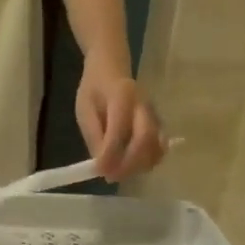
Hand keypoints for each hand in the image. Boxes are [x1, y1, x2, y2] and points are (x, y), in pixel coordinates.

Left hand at [75, 66, 165, 182]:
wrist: (112, 67)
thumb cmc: (95, 88)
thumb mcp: (85, 109)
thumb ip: (94, 136)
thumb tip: (102, 166)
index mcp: (122, 95)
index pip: (120, 129)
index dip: (110, 154)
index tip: (100, 171)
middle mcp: (144, 105)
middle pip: (145, 139)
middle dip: (129, 164)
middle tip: (112, 176)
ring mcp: (154, 115)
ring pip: (155, 146)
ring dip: (139, 166)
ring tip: (120, 172)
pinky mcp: (158, 125)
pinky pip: (158, 148)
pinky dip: (147, 162)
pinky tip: (132, 166)